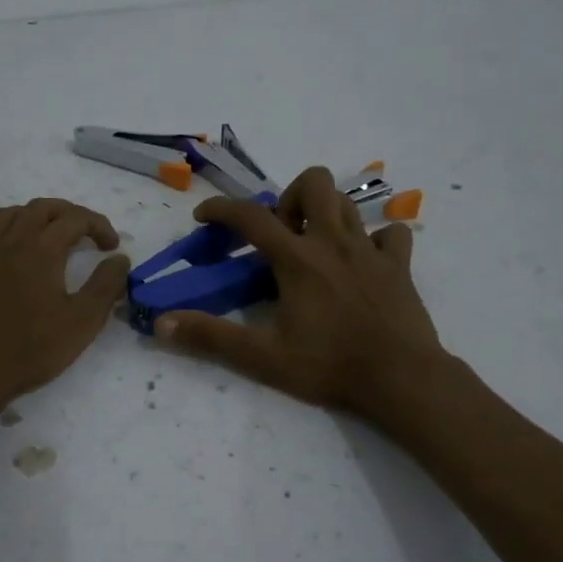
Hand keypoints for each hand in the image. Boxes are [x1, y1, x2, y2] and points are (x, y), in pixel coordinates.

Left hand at [0, 198, 130, 408]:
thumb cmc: (32, 350)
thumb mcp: (83, 322)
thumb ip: (105, 286)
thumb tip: (120, 259)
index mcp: (41, 249)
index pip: (75, 219)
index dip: (98, 225)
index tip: (111, 247)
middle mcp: (7, 242)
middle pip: (39, 208)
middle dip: (66, 213)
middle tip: (82, 232)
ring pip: (2, 217)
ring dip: (27, 218)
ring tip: (40, 236)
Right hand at [153, 167, 445, 420]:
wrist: (401, 379)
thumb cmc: (329, 365)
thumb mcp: (262, 357)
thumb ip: (211, 337)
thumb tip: (161, 324)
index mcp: (297, 259)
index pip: (250, 217)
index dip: (221, 209)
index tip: (203, 216)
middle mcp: (333, 242)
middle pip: (313, 183)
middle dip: (289, 198)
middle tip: (281, 234)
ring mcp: (370, 250)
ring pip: (348, 203)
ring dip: (325, 213)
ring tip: (314, 245)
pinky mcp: (400, 266)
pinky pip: (390, 234)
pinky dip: (375, 239)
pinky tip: (363, 262)